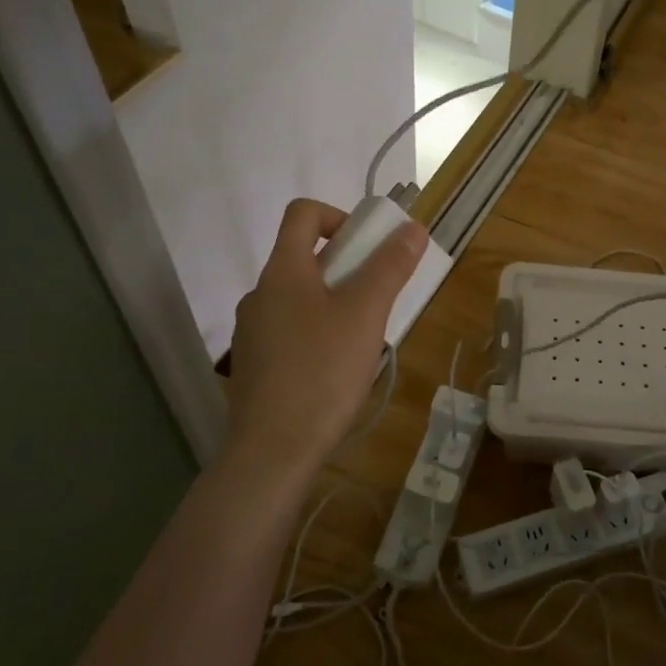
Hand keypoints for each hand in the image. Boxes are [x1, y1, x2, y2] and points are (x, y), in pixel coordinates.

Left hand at [225, 199, 425, 488]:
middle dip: (347, 268)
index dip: (339, 216)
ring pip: (300, 298)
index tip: (369, 248)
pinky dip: (318, 333)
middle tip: (377, 300)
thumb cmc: (322, 371)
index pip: (303, 213)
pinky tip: (337, 370)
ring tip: (363, 340)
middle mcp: (260, 294)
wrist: (272, 451)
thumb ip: (389, 267)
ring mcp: (253, 332)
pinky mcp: (255, 366)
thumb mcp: (366, 314)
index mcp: (282, 271)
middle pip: (304, 257)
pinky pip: (291, 331)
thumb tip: (412, 227)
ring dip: (334, 303)